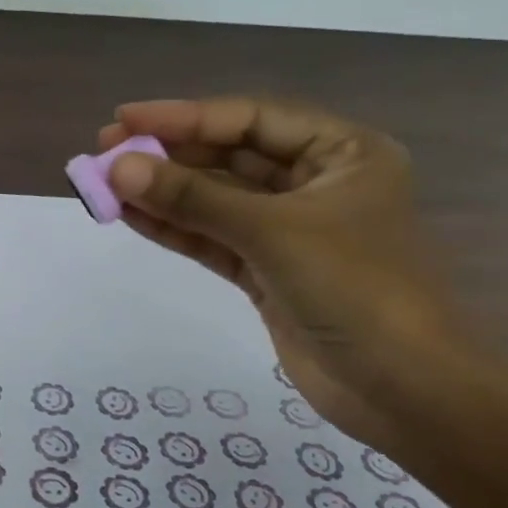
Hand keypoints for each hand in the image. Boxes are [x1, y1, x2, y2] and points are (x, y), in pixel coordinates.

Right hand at [100, 97, 460, 446]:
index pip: (250, 119)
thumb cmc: (355, 290)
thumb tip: (119, 168)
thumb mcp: (271, 232)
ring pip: (215, 199)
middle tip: (106, 150)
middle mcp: (316, 182)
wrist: (402, 391)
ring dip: (163, 192)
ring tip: (105, 183)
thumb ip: (193, 199)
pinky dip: (173, 228)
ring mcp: (289, 229)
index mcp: (342, 152)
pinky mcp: (267, 270)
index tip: (124, 119)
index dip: (184, 116)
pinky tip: (129, 215)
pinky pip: (212, 238)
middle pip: (229, 155)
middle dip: (168, 154)